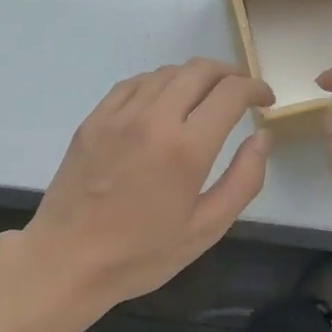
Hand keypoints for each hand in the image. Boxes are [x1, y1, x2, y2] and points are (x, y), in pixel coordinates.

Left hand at [25, 58, 273, 311]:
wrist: (66, 261)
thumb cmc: (141, 254)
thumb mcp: (206, 229)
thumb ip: (244, 180)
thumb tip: (262, 138)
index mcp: (186, 149)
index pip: (230, 93)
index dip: (255, 88)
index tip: (265, 100)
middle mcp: (153, 119)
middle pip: (199, 70)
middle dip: (229, 73)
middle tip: (241, 91)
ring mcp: (118, 115)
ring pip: (166, 72)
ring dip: (195, 76)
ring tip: (206, 96)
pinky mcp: (94, 119)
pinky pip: (133, 83)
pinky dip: (159, 82)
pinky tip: (164, 100)